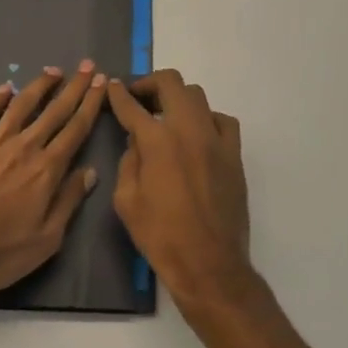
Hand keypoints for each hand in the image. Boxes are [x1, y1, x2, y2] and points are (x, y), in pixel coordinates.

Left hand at [0, 61, 106, 293]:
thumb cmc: (1, 252)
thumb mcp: (48, 238)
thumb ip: (69, 200)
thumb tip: (90, 170)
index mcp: (47, 169)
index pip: (76, 128)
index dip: (90, 103)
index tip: (101, 82)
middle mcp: (24, 147)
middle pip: (54, 110)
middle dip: (74, 87)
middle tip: (86, 65)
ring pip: (21, 105)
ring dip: (39, 85)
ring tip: (53, 71)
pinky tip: (5, 88)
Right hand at [108, 71, 254, 314]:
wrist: (209, 265)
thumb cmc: (161, 236)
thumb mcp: (126, 201)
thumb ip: (128, 161)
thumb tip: (136, 141)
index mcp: (157, 141)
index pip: (132, 105)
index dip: (118, 93)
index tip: (112, 86)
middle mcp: (188, 129)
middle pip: (171, 83)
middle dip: (150, 84)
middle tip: (139, 97)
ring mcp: (215, 139)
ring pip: (197, 96)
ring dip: (178, 99)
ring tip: (167, 115)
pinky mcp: (234, 154)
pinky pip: (223, 120)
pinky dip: (207, 119)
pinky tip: (198, 134)